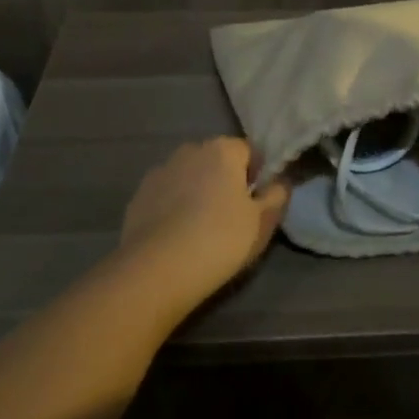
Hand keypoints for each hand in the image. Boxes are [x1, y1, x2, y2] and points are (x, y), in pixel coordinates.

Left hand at [118, 139, 288, 310]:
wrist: (158, 268)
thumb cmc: (221, 239)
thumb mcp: (263, 222)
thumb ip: (277, 196)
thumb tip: (279, 182)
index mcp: (222, 150)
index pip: (248, 151)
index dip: (256, 175)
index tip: (256, 203)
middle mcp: (189, 151)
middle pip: (216, 160)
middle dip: (225, 180)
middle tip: (231, 217)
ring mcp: (160, 171)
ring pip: (189, 176)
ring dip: (197, 192)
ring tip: (201, 228)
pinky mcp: (139, 195)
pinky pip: (166, 195)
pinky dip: (173, 207)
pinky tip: (176, 235)